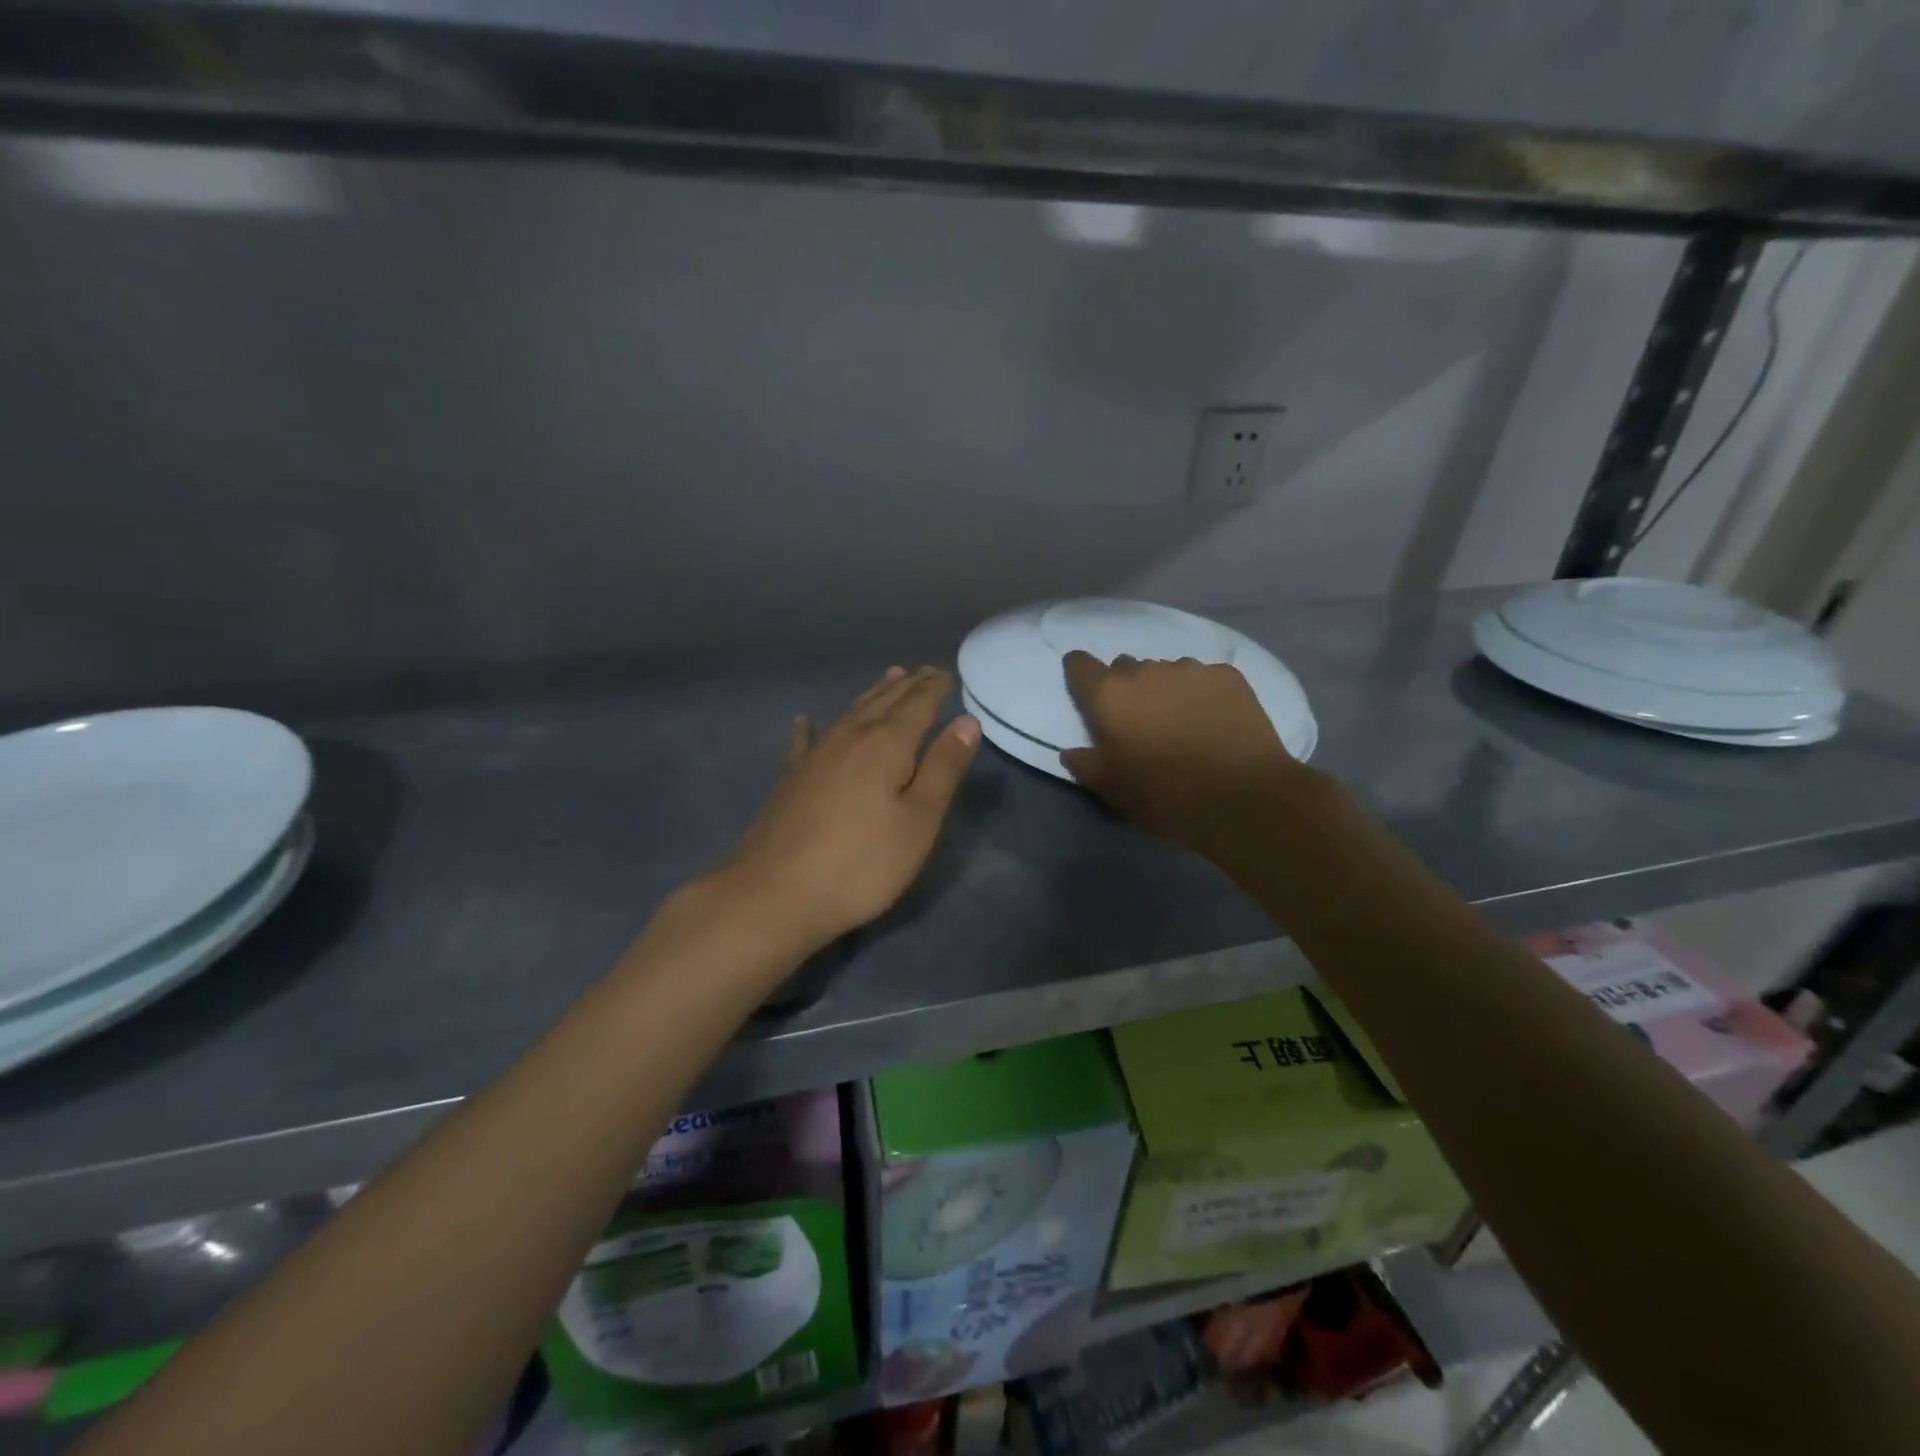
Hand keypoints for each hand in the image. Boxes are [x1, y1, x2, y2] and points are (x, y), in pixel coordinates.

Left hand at [727, 667, 979, 953]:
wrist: (775, 893)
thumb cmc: (862, 863)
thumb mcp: (918, 821)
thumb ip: (943, 768)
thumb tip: (967, 721)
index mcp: (886, 744)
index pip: (916, 705)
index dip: (932, 688)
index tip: (944, 672)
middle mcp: (849, 737)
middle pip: (883, 702)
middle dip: (906, 686)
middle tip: (921, 671)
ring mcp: (814, 755)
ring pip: (850, 713)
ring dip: (872, 695)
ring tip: (887, 679)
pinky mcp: (790, 778)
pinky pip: (805, 740)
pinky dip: (810, 727)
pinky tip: (804, 720)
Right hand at [1060, 652, 1303, 859]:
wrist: (1243, 797)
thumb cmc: (1165, 795)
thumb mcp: (1112, 789)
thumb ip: (1084, 764)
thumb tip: (1071, 752)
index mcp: (1110, 695)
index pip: (1080, 665)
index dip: (1080, 674)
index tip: (1087, 692)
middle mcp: (1146, 670)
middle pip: (1126, 668)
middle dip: (1127, 689)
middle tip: (1140, 722)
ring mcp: (1190, 669)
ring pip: (1166, 672)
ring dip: (1165, 690)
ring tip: (1182, 723)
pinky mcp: (1228, 676)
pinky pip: (1203, 678)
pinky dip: (1201, 694)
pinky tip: (1214, 721)